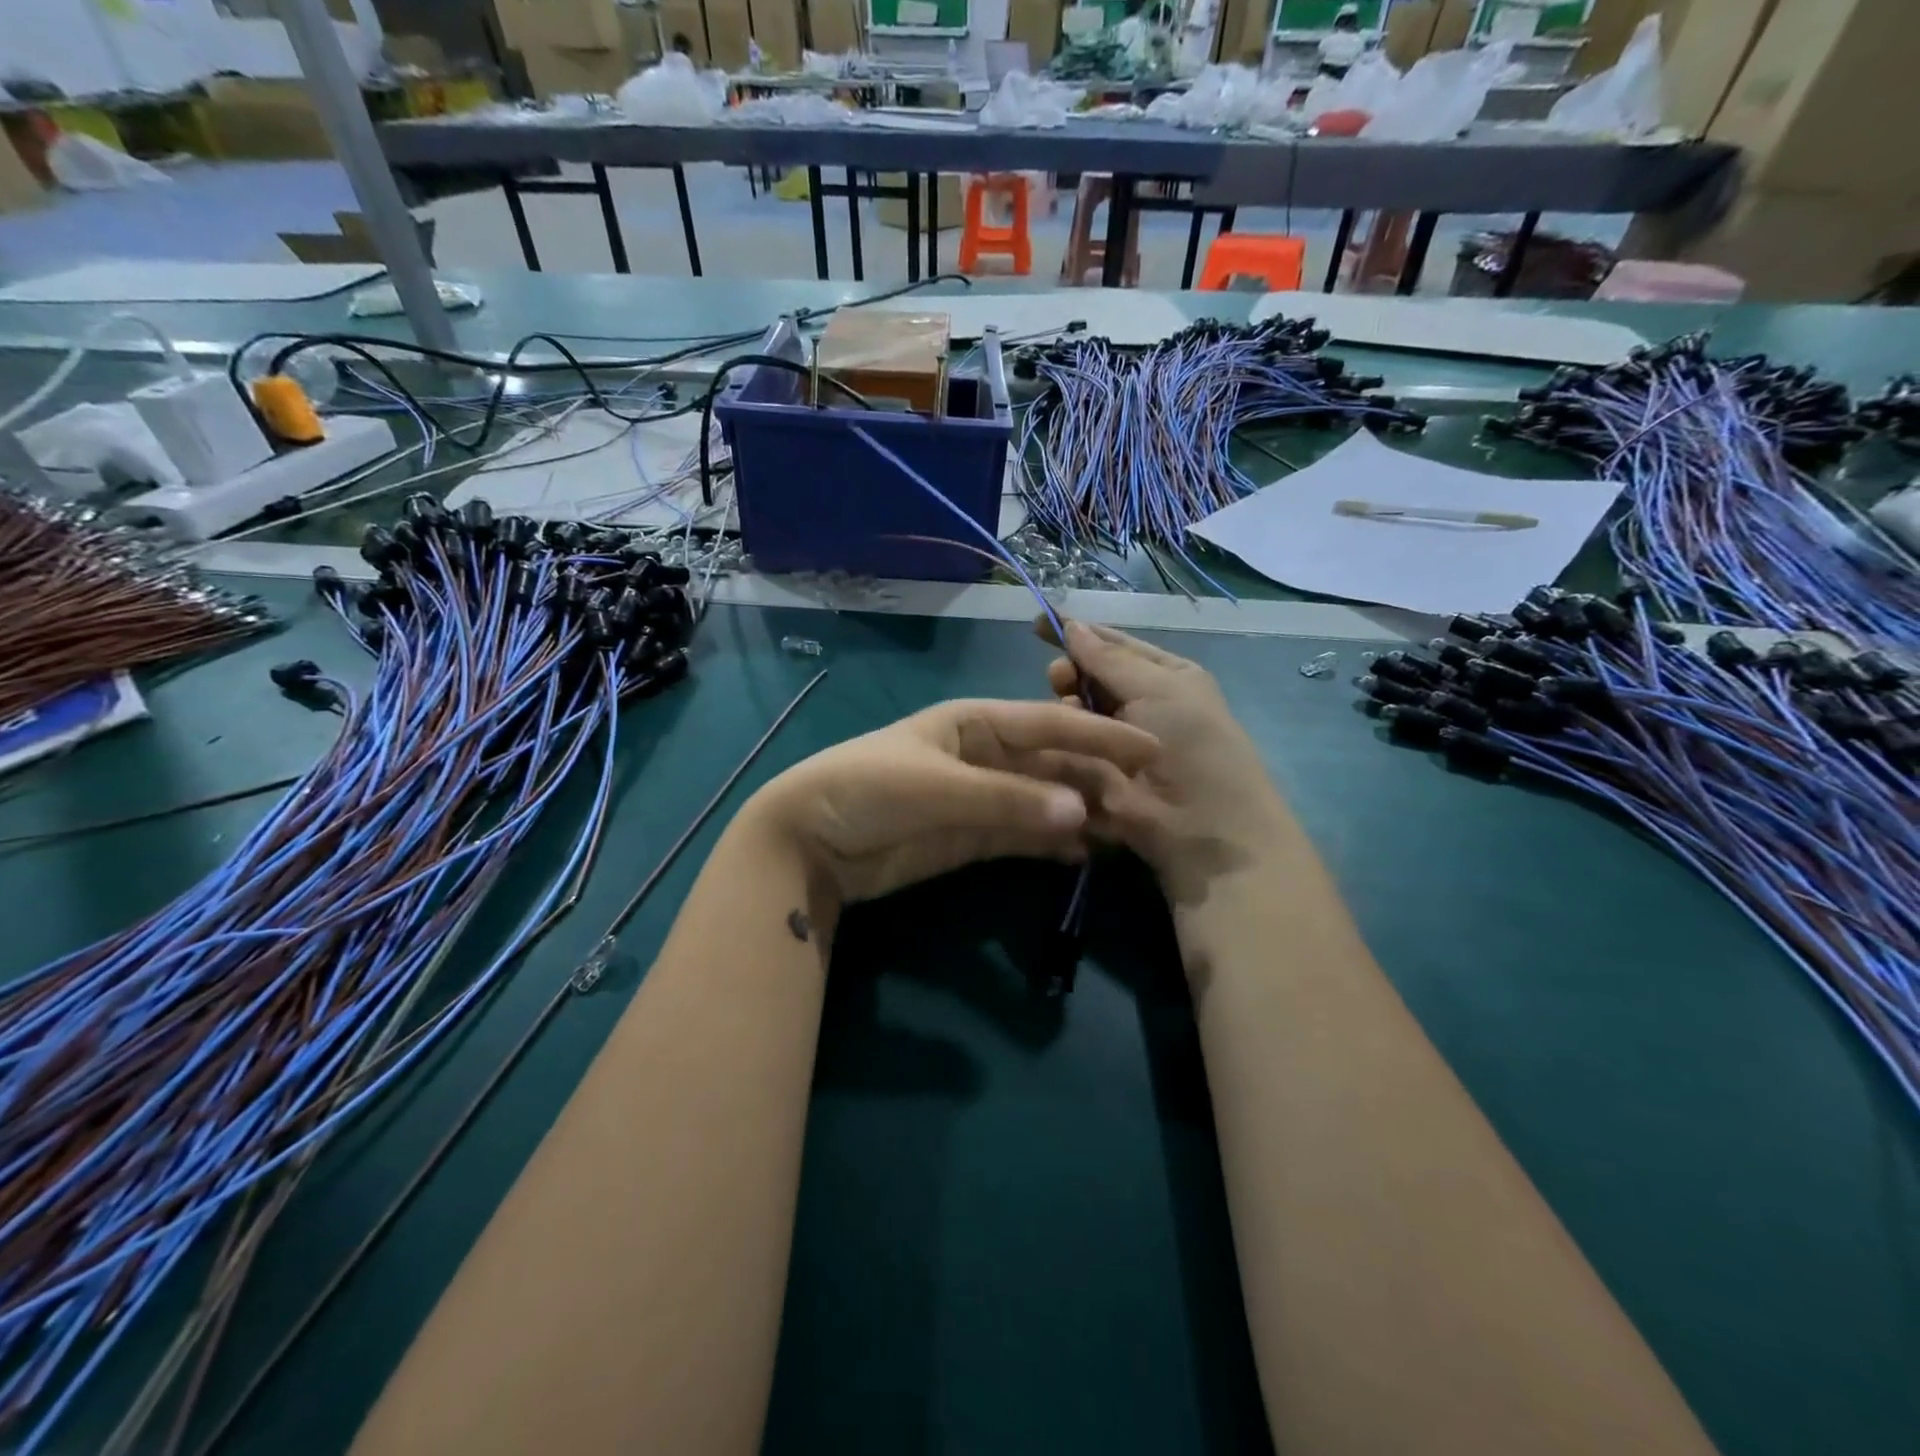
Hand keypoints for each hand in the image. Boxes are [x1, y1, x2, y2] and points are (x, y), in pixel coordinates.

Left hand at [748, 698, 1159, 906]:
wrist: (809, 842)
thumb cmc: (867, 790)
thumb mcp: (936, 786)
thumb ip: (1007, 799)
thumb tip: (1082, 813)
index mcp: (975, 723)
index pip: (1048, 725)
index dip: (1098, 734)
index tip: (1150, 745)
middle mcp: (984, 756)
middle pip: (1052, 764)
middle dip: (1097, 778)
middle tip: (1150, 799)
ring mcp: (979, 799)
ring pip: (1043, 801)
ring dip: (1082, 812)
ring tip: (1129, 828)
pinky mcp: (971, 838)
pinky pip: (1024, 836)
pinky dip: (1054, 843)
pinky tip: (1087, 852)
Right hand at [1040, 620, 1296, 908]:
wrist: (1202, 829)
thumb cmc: (1192, 745)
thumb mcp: (1158, 688)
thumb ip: (1109, 658)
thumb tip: (1074, 625)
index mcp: (1165, 677)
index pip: (1115, 645)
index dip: (1078, 632)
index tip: (1037, 624)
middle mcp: (1140, 705)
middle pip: (1089, 678)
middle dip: (1069, 672)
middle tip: (1058, 680)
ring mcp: (1115, 743)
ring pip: (1074, 712)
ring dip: (1064, 707)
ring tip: (1063, 712)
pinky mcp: (1095, 776)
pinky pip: (1068, 748)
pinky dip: (1058, 740)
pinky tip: (1049, 740)